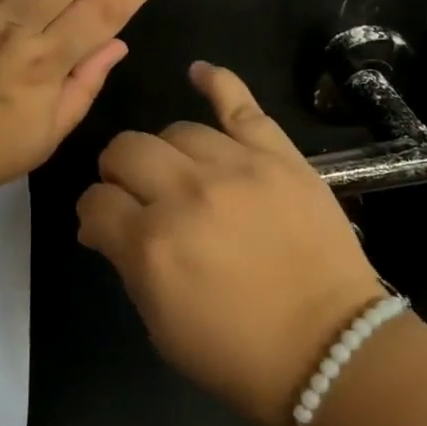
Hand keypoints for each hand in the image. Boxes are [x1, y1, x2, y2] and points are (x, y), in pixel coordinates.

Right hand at [76, 63, 391, 425]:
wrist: (331, 349)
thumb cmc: (238, 352)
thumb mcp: (160, 325)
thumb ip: (125, 263)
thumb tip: (100, 223)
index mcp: (151, 244)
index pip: (95, 202)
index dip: (95, 213)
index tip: (106, 224)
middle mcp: (186, 194)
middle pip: (125, 150)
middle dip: (118, 173)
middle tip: (137, 196)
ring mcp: (236, 167)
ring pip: (176, 130)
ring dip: (166, 153)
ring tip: (180, 172)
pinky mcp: (278, 156)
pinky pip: (240, 105)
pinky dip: (217, 82)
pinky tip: (199, 73)